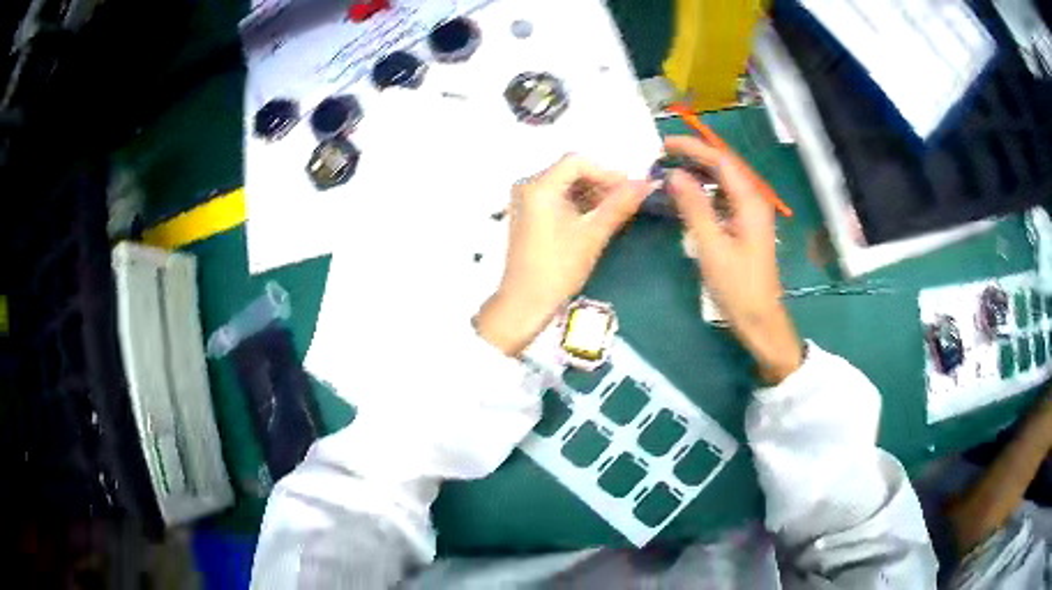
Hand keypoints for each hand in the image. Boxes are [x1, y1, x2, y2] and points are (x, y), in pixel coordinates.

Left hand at [476, 154, 650, 355]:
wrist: (525, 302)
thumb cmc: (559, 268)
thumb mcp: (593, 234)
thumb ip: (620, 204)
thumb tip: (647, 183)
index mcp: (539, 185)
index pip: (577, 162)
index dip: (606, 172)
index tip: (629, 190)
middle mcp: (527, 186)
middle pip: (571, 171)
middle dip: (600, 184)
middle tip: (626, 202)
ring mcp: (525, 200)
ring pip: (565, 185)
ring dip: (591, 194)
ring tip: (614, 213)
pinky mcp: (528, 214)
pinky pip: (556, 198)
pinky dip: (577, 204)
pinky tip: (595, 219)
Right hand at [665, 136, 802, 383]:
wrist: (760, 321)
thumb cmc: (738, 287)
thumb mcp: (712, 247)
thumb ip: (694, 208)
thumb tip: (674, 175)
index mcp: (749, 202)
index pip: (721, 161)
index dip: (693, 148)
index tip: (664, 144)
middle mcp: (753, 202)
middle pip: (724, 168)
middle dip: (695, 156)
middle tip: (663, 155)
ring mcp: (750, 215)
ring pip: (723, 183)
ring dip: (699, 173)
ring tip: (670, 170)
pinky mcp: (745, 228)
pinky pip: (723, 199)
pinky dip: (704, 192)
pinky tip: (688, 197)